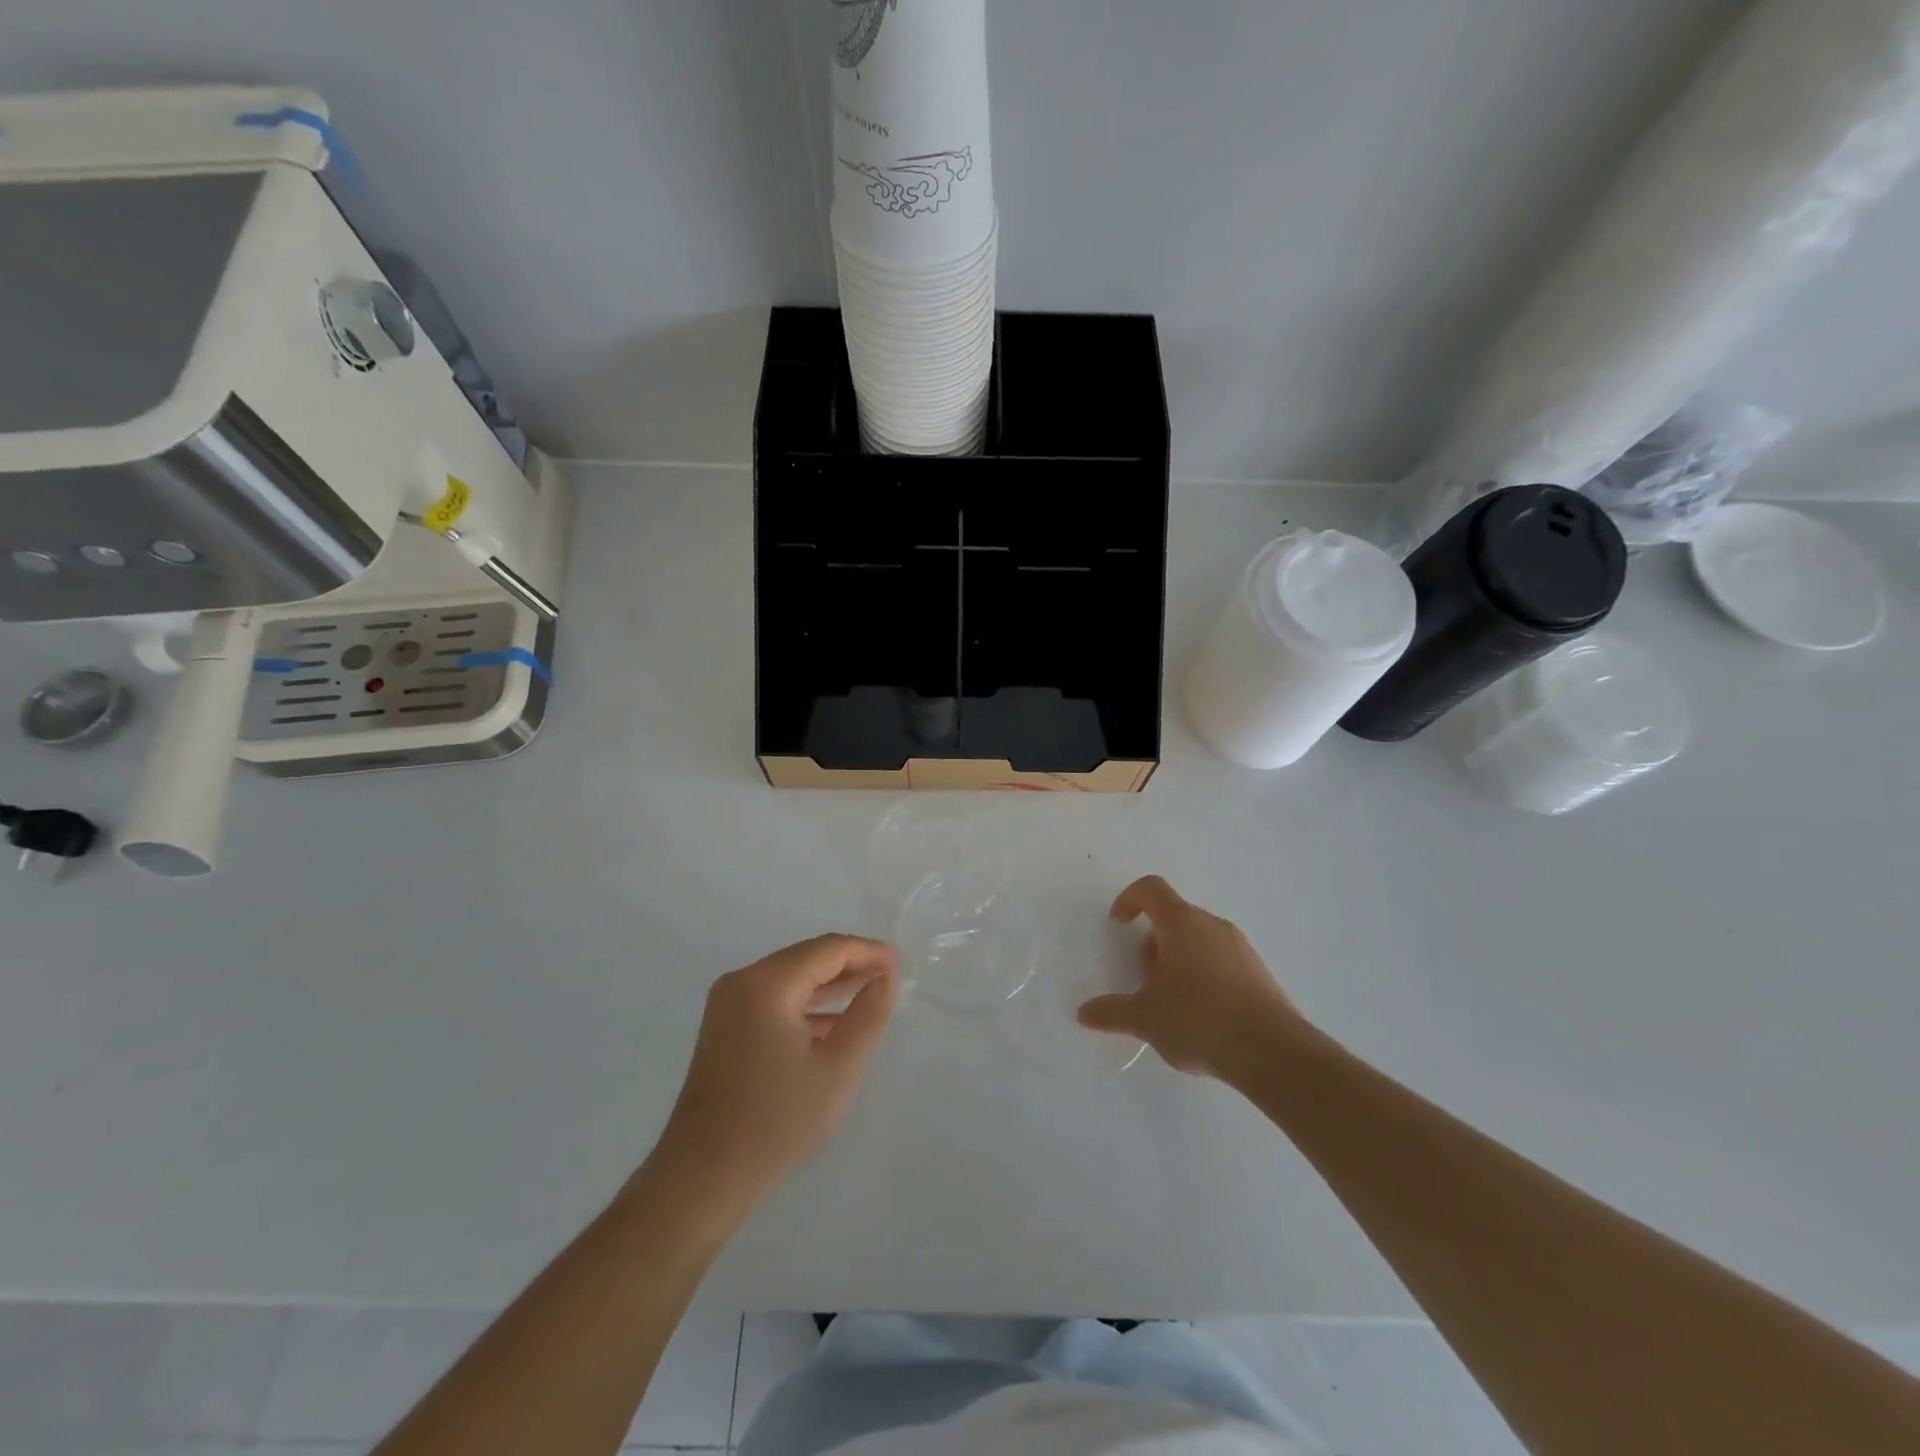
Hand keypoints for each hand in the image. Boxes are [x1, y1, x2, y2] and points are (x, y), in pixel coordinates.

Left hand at [653, 934, 898, 1207]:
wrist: (703, 1176)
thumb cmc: (776, 1121)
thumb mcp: (837, 1068)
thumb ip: (867, 1016)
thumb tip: (886, 978)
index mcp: (768, 983)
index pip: (828, 949)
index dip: (868, 952)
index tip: (901, 965)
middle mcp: (743, 980)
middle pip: (807, 957)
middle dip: (850, 965)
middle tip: (890, 978)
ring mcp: (728, 1003)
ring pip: (790, 977)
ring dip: (829, 984)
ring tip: (870, 994)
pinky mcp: (724, 1026)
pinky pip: (773, 998)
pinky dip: (805, 1004)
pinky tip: (832, 1024)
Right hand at [1077, 875, 1305, 1081]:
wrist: (1274, 1053)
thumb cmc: (1200, 1021)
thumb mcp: (1146, 1019)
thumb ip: (1112, 1012)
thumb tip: (1084, 1013)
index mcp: (1182, 923)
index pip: (1151, 889)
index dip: (1129, 899)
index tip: (1118, 925)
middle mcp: (1212, 925)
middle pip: (1174, 917)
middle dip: (1152, 942)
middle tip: (1143, 978)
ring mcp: (1240, 947)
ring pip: (1198, 939)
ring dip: (1176, 959)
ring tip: (1170, 1001)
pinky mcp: (1258, 972)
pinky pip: (1220, 959)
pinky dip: (1202, 974)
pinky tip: (1200, 1015)